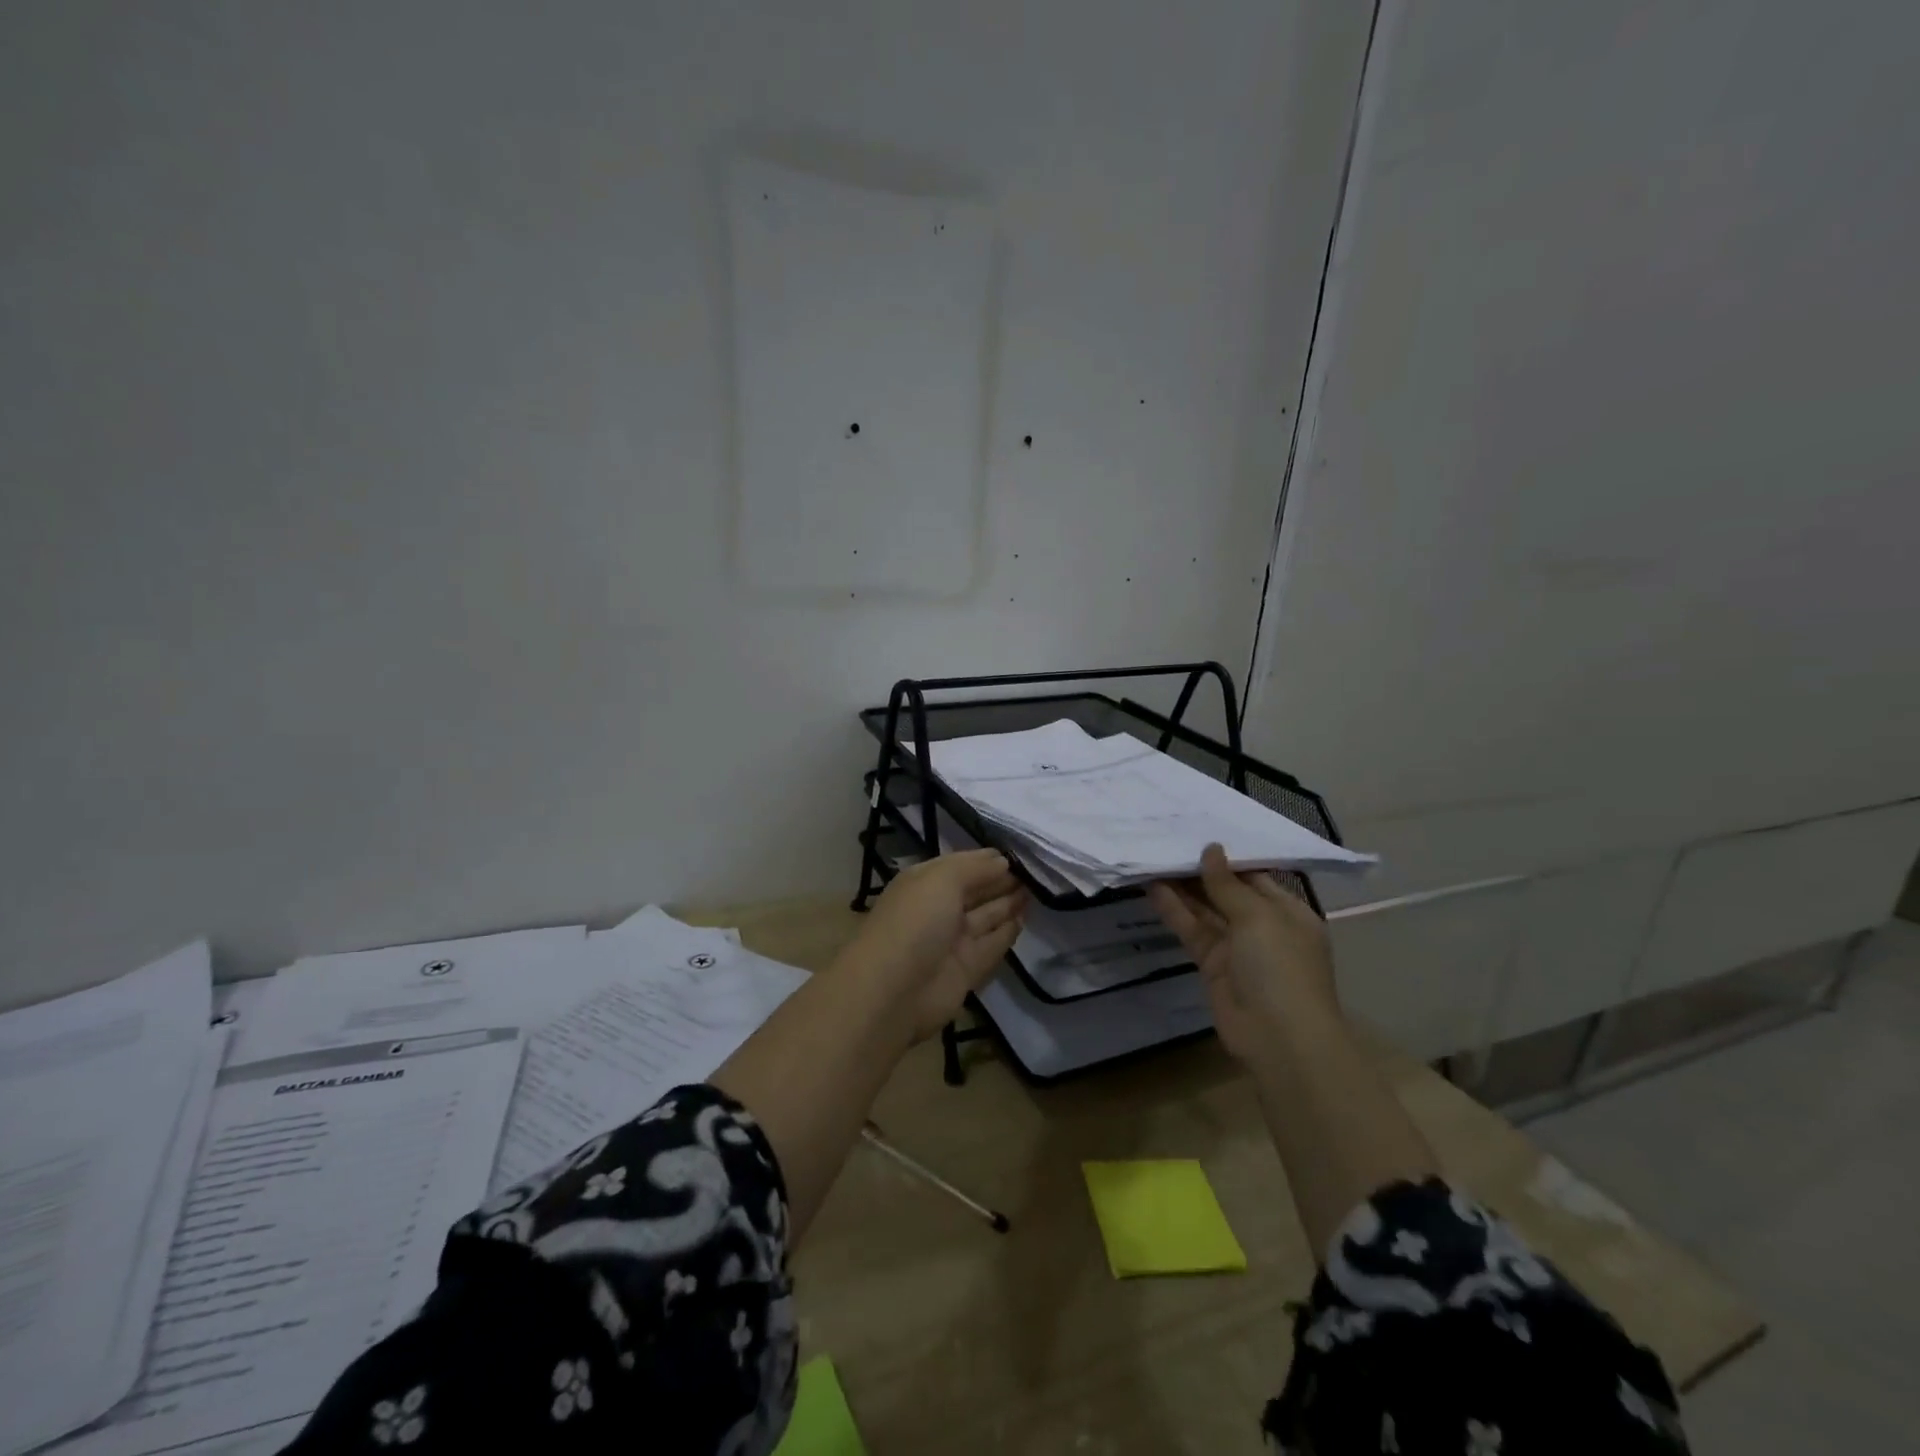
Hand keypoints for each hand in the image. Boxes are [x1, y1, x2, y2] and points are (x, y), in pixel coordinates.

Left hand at [841, 850, 1026, 1041]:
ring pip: (986, 917)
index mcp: (924, 883)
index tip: (1018, 853)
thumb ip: (975, 868)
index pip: (960, 865)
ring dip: (1008, 903)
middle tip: (1036, 871)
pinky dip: (1008, 932)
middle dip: (1001, 880)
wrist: (895, 990)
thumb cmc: (916, 921)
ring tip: (1037, 889)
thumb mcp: (942, 879)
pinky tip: (1025, 918)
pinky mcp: (966, 969)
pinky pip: (992, 945)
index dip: (987, 859)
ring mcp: (952, 941)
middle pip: (975, 891)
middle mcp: (938, 909)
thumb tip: (1003, 861)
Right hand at [1147, 843, 1338, 1064]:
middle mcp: (1263, 926)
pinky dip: (1174, 910)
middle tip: (1168, 842)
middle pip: (1226, 891)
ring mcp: (1236, 947)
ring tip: (1153, 858)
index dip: (1226, 857)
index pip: (1254, 876)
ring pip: (1205, 910)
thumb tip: (1211, 849)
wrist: (1279, 1037)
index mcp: (1288, 912)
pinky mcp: (1211, 964)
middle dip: (1200, 871)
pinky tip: (1153, 888)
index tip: (1197, 833)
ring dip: (1182, 888)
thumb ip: (1227, 883)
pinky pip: (1192, 930)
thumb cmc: (1280, 967)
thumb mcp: (1258, 916)